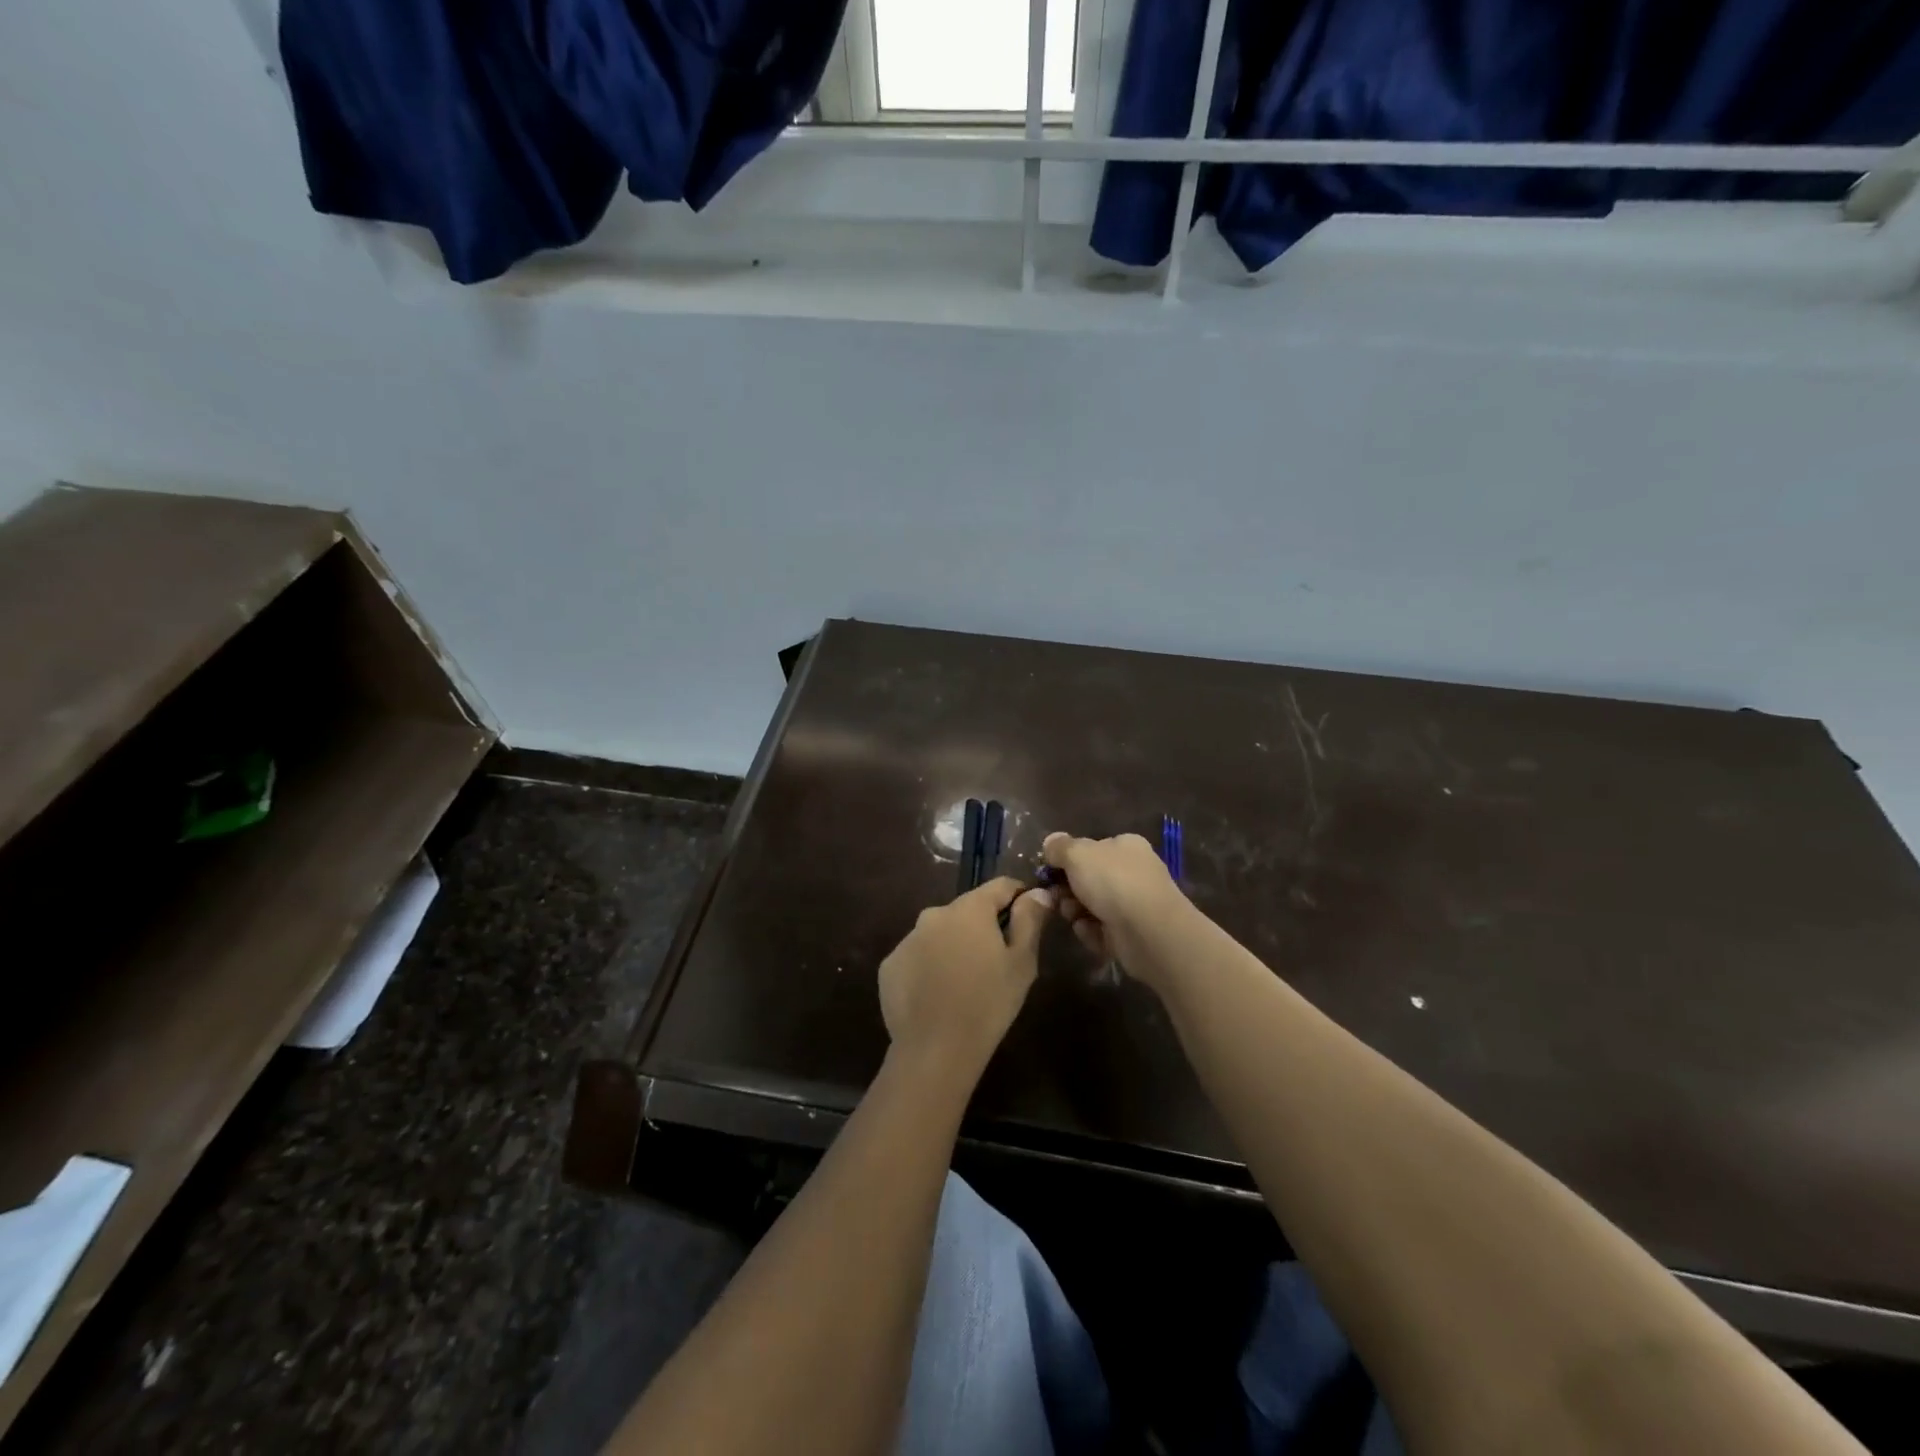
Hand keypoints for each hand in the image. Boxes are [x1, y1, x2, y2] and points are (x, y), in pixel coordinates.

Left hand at [878, 877, 1052, 1081]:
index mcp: (969, 909)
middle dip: (983, 927)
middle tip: (997, 961)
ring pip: (940, 933)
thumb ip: (1030, 920)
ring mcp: (907, 939)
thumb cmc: (988, 1003)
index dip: (1018, 897)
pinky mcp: (890, 965)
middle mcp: (934, 914)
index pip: (1000, 886)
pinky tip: (937, 995)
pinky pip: (918, 957)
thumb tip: (1037, 892)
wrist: (935, 1050)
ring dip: (954, 946)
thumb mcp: (1022, 962)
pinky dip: (929, 966)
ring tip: (965, 982)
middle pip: (967, 910)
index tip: (1029, 917)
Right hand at [1041, 831, 1186, 981]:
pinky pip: (1101, 930)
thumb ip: (1060, 847)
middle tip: (1056, 897)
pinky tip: (1091, 932)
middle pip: (1089, 879)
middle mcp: (1133, 872)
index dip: (1068, 859)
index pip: (1092, 848)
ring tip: (1074, 916)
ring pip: (1091, 906)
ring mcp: (1134, 905)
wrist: (1149, 931)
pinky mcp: (1132, 934)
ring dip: (1076, 911)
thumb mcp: (1078, 854)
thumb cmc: (1113, 881)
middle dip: (1068, 889)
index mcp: (1125, 846)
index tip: (1049, 871)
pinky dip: (1092, 932)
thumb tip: (1050, 841)